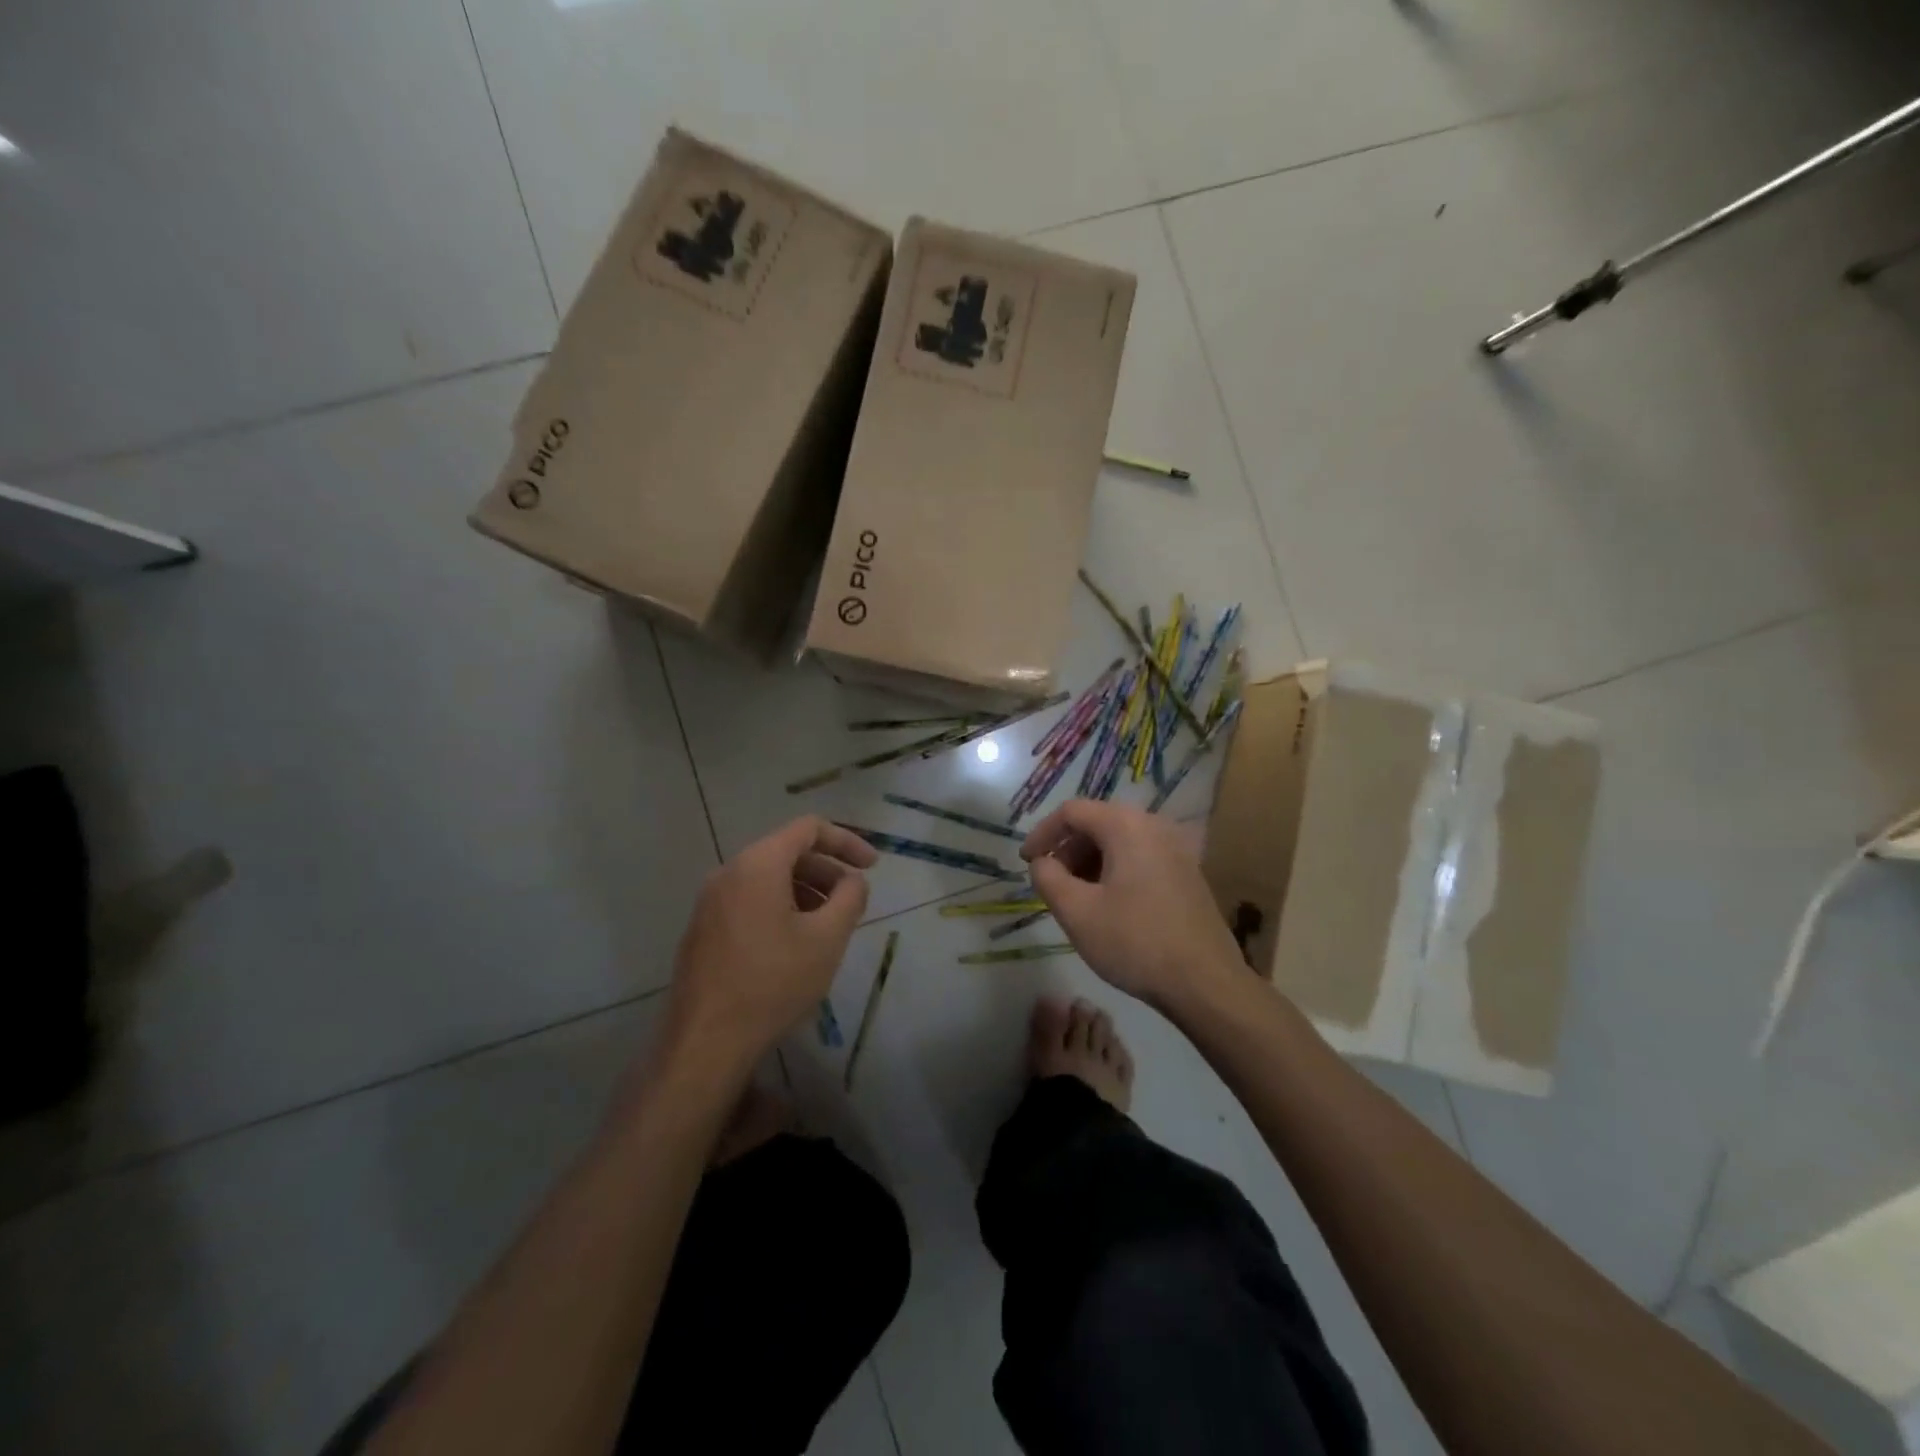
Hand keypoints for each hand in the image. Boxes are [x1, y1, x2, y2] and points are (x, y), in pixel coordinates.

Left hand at [661, 817, 876, 1078]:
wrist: (705, 1042)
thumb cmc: (773, 982)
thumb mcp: (827, 938)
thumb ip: (850, 898)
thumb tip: (853, 880)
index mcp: (758, 864)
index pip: (808, 829)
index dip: (846, 841)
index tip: (872, 867)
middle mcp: (729, 872)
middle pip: (787, 851)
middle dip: (827, 870)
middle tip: (853, 901)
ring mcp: (710, 901)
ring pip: (768, 878)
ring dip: (805, 890)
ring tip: (829, 925)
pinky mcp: (703, 929)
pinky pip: (749, 900)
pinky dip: (781, 906)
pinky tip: (796, 943)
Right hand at [1021, 799, 1241, 1008]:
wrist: (1205, 983)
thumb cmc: (1135, 942)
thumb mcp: (1077, 912)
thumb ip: (1048, 878)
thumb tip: (1042, 862)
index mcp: (1126, 826)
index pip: (1072, 811)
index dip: (1042, 833)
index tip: (1026, 862)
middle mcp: (1154, 826)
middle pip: (1097, 823)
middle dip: (1067, 849)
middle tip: (1051, 882)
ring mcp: (1176, 849)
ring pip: (1119, 841)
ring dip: (1090, 861)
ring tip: (1076, 897)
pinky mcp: (1187, 873)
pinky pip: (1140, 857)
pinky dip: (1115, 870)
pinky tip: (1108, 905)